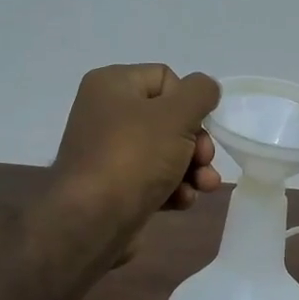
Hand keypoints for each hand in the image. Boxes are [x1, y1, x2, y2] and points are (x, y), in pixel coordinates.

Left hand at [51, 64, 222, 241]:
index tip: (195, 127)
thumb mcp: (176, 115)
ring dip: (191, 169)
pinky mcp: (115, 186)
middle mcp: (106, 113)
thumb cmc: (134, 157)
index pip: (166, 78)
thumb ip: (200, 92)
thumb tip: (206, 88)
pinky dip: (172, 188)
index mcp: (112, 84)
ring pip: (166, 152)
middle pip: (170, 118)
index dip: (188, 103)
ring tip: (203, 187)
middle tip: (204, 161)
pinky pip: (153, 179)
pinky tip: (181, 202)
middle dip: (196, 144)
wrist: (92, 221)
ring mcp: (109, 152)